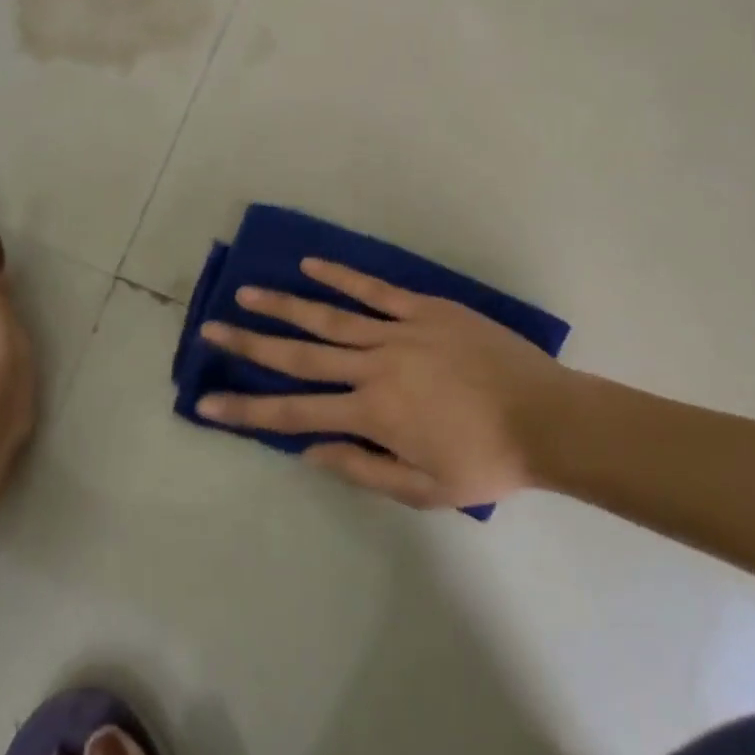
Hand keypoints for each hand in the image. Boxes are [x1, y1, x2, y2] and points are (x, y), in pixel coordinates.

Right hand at [196, 259, 593, 508]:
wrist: (547, 418)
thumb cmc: (486, 462)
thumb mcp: (423, 489)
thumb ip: (362, 469)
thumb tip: (309, 451)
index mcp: (371, 414)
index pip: (293, 413)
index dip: (246, 410)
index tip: (206, 402)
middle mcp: (373, 367)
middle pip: (298, 354)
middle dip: (249, 344)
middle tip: (210, 330)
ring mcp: (398, 331)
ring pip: (328, 316)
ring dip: (284, 305)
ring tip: (246, 293)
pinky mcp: (424, 309)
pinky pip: (374, 290)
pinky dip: (340, 277)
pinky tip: (311, 264)